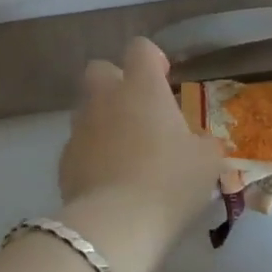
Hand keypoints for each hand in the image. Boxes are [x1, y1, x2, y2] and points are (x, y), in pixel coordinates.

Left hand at [56, 38, 224, 271]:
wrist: (116, 224)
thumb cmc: (169, 181)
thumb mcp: (207, 162)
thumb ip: (204, 144)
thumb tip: (201, 143)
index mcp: (142, 88)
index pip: (140, 48)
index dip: (153, 59)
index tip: (165, 80)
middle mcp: (106, 98)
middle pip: (100, 69)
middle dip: (116, 82)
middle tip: (140, 111)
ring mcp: (80, 127)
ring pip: (87, 107)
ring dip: (104, 119)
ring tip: (126, 151)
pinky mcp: (64, 159)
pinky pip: (79, 144)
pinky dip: (92, 153)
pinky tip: (109, 179)